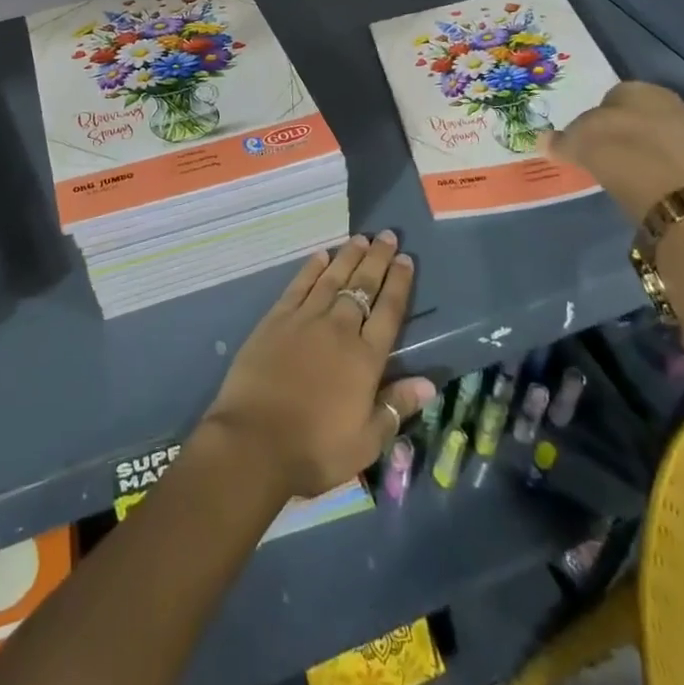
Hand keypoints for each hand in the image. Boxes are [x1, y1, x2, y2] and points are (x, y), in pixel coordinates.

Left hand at [200, 232, 435, 501]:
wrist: (254, 441)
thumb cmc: (315, 449)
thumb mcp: (366, 441)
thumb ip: (395, 407)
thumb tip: (429, 382)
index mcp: (365, 359)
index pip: (388, 311)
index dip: (399, 283)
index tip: (406, 259)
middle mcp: (338, 329)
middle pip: (362, 286)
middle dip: (377, 259)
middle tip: (387, 235)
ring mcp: (305, 320)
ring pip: (332, 279)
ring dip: (348, 256)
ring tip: (360, 238)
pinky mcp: (276, 319)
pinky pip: (298, 286)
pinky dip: (311, 269)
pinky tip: (320, 255)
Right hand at [540, 80, 683, 221]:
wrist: (656, 184)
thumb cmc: (610, 147)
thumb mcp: (574, 143)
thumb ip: (559, 141)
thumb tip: (543, 141)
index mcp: (634, 87)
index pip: (614, 96)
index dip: (602, 115)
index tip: (594, 134)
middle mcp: (665, 99)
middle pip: (642, 110)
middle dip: (631, 124)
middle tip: (613, 146)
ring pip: (661, 130)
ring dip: (650, 142)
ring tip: (632, 163)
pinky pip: (674, 153)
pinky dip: (664, 161)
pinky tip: (650, 174)